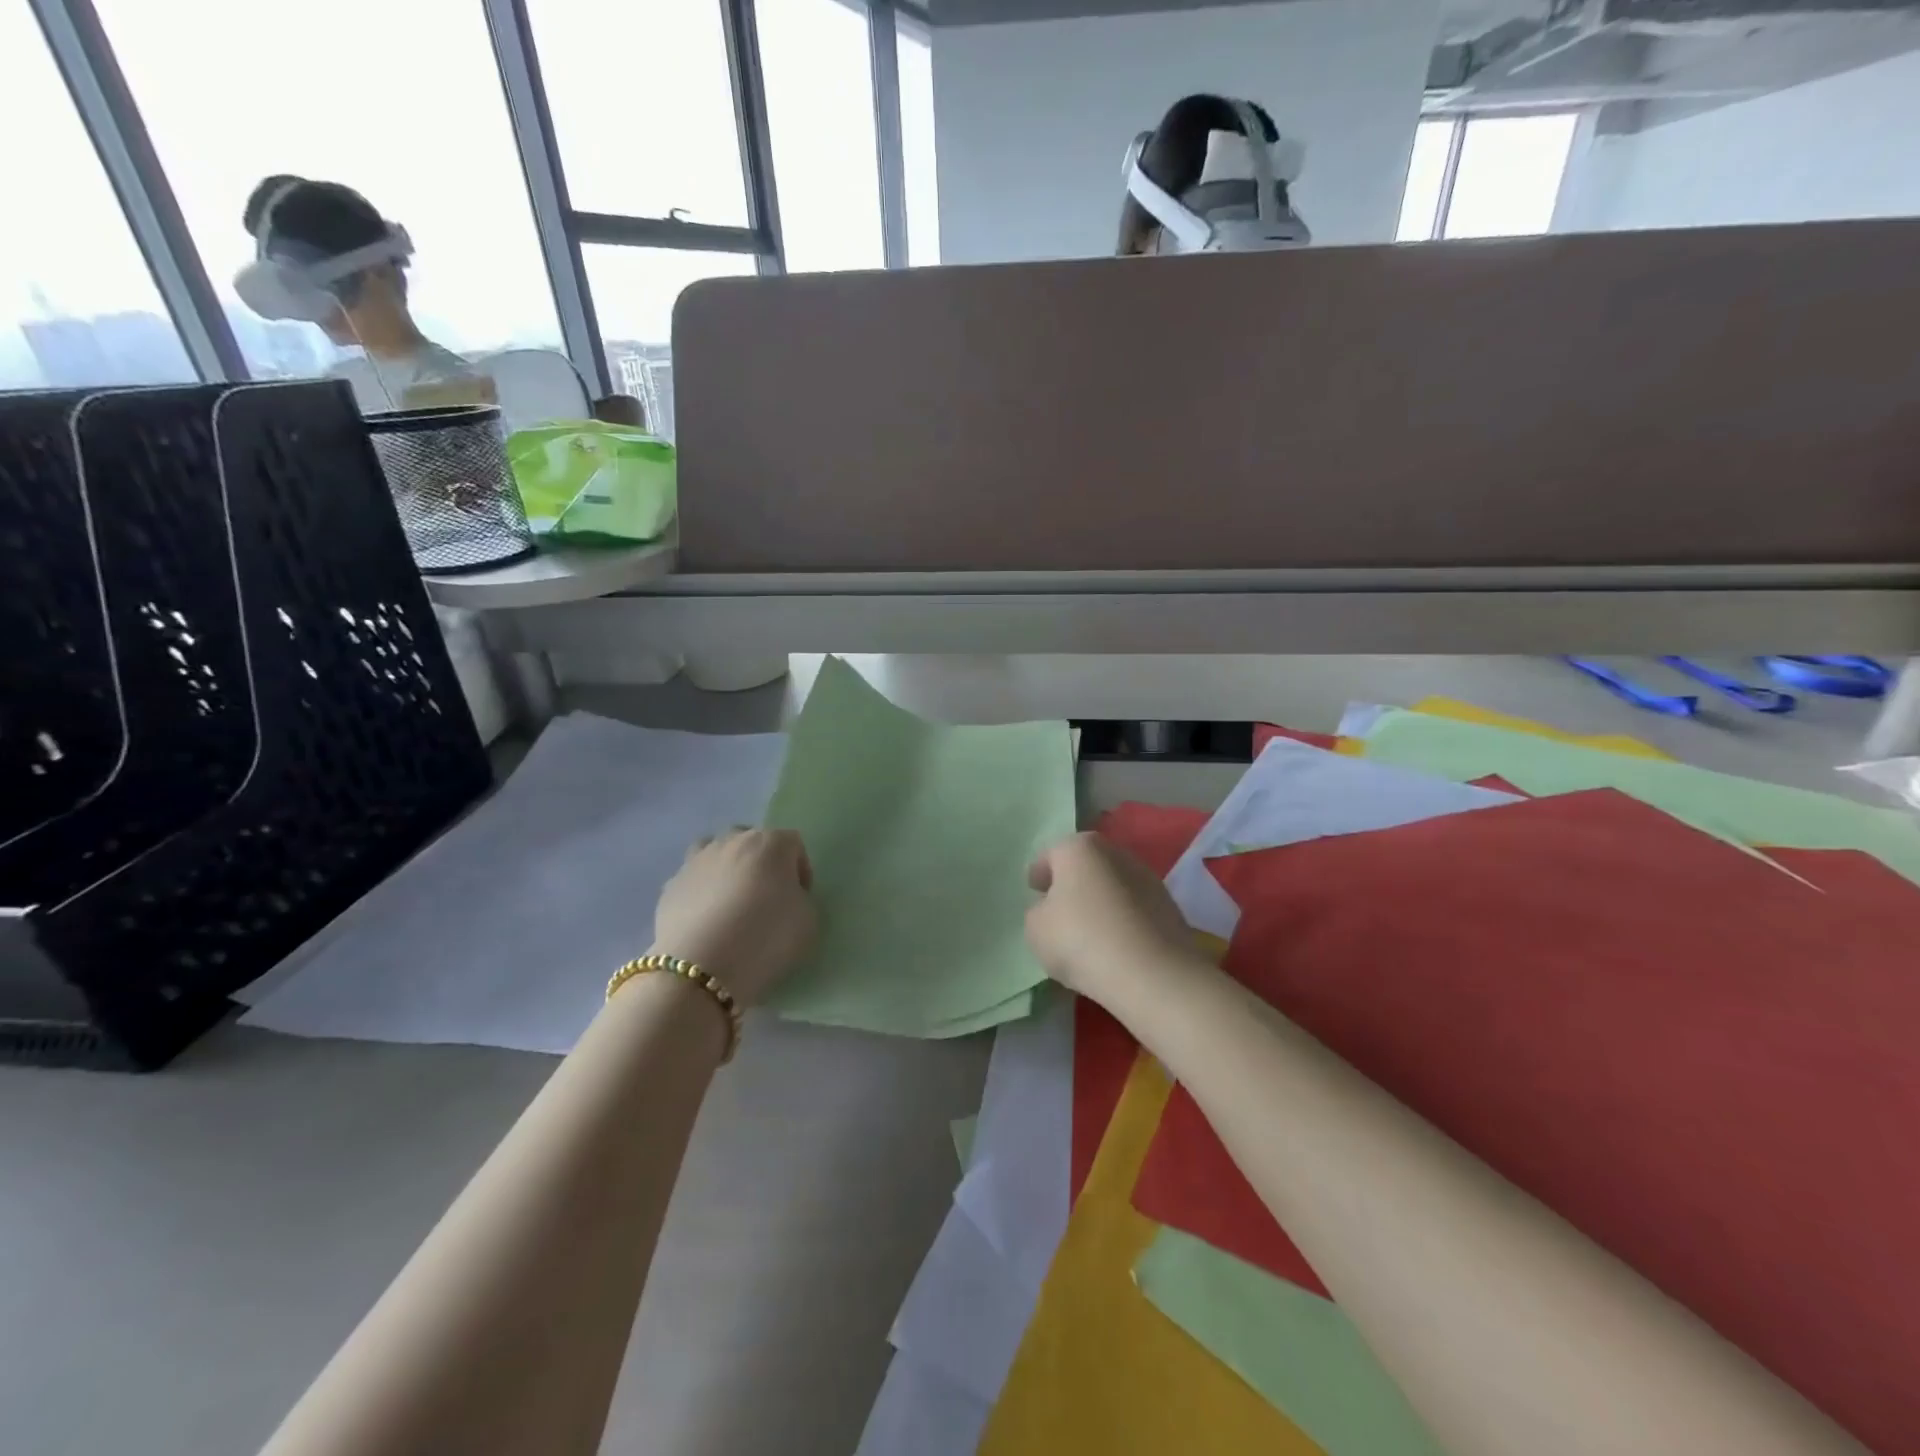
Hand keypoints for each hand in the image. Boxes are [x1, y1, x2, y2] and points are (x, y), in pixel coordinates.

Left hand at [652, 829, 816, 1006]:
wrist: (700, 968)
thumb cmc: (765, 937)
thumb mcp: (808, 921)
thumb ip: (801, 899)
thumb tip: (786, 897)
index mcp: (771, 843)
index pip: (794, 844)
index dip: (801, 871)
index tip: (799, 899)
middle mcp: (733, 841)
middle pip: (753, 841)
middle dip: (763, 864)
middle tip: (766, 898)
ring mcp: (697, 860)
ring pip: (717, 851)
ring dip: (728, 868)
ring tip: (731, 902)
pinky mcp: (670, 885)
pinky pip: (694, 879)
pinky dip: (702, 891)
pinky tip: (706, 920)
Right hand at [1025, 832, 1197, 1002]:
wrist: (1152, 973)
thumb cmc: (1081, 940)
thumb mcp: (1036, 929)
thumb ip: (1038, 912)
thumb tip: (1053, 910)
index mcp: (1080, 848)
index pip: (1051, 855)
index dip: (1040, 874)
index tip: (1034, 892)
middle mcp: (1116, 853)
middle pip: (1086, 866)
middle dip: (1072, 884)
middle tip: (1059, 911)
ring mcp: (1148, 878)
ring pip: (1112, 887)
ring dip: (1100, 903)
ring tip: (1088, 933)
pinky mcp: (1169, 907)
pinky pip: (1133, 910)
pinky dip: (1122, 921)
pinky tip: (1114, 946)